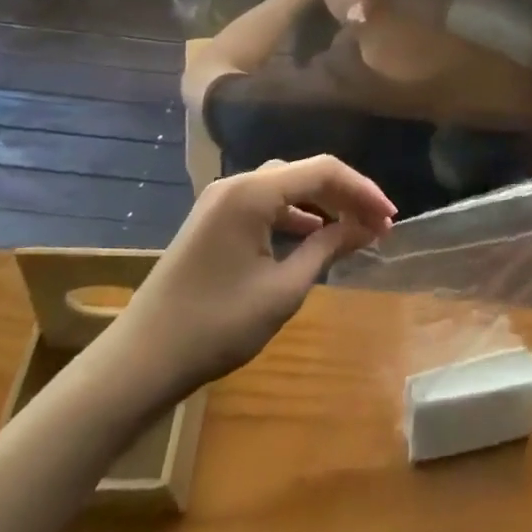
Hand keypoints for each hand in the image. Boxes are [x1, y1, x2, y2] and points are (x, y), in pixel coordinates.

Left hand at [93, 157, 395, 409]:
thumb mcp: (283, 289)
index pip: (323, 171)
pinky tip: (312, 235)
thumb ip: (328, 248)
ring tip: (353, 229)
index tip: (391, 217)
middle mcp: (236, 184)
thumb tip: (368, 226)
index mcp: (253, 192)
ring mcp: (220, 201)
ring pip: (285, 186)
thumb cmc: (217, 325)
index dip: (363, 190)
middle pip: (305, 173)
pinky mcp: (213, 220)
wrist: (141, 360)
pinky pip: (265, 203)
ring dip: (321, 204)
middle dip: (345, 195)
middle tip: (378, 225)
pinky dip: (294, 214)